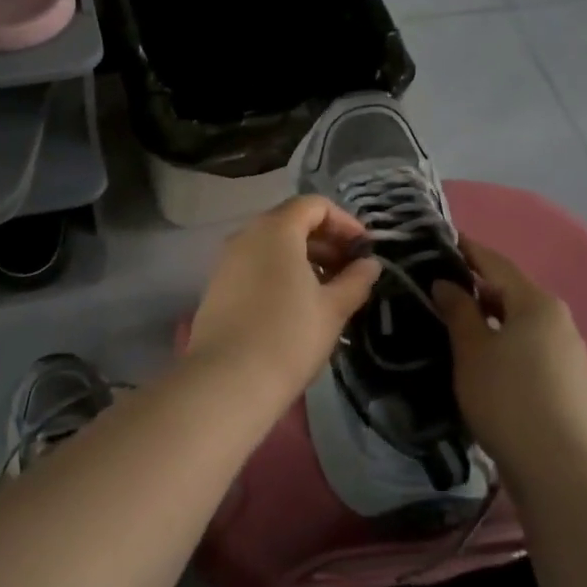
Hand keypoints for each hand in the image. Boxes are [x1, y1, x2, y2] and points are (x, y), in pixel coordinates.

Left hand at [186, 195, 380, 414]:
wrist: (228, 380)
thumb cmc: (289, 336)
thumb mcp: (332, 309)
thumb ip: (355, 280)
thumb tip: (369, 265)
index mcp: (275, 230)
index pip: (313, 205)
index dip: (344, 222)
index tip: (364, 250)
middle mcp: (246, 235)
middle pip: (290, 222)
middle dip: (325, 241)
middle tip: (350, 270)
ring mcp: (226, 261)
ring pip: (271, 246)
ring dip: (303, 259)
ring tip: (328, 290)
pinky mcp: (217, 287)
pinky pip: (254, 265)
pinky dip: (279, 272)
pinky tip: (296, 304)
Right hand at [432, 240, 586, 473]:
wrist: (558, 465)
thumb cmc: (506, 397)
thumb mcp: (471, 350)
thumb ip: (458, 310)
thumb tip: (446, 284)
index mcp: (536, 302)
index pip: (496, 263)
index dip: (468, 251)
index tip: (443, 241)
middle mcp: (559, 319)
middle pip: (512, 292)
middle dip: (477, 288)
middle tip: (439, 289)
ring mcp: (568, 351)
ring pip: (521, 321)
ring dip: (491, 318)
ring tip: (457, 323)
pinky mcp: (568, 380)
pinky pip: (530, 346)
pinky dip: (505, 341)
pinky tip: (484, 358)